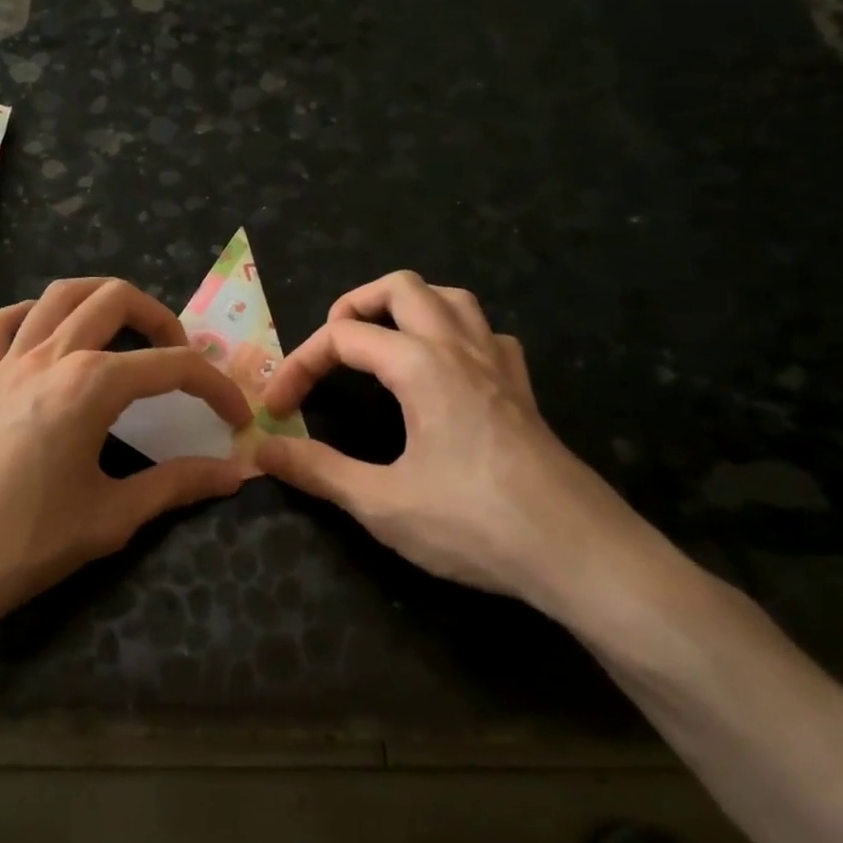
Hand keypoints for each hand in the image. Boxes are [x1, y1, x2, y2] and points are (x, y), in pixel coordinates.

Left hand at [0, 278, 252, 639]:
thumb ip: (178, 485)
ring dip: (101, 300)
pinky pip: (4, 324)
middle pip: (115, 299)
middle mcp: (50, 354)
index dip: (215, 386)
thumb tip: (237, 473)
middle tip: (180, 358)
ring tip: (125, 333)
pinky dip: (34, 316)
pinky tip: (49, 341)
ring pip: (58, 295)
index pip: (172, 366)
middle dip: (161, 318)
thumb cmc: (23, 542)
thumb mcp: (111, 517)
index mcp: (91, 383)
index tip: (236, 417)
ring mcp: (6, 361)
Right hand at [255, 271, 644, 610]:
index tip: (277, 407)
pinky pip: (486, 333)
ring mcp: (498, 363)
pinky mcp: (523, 388)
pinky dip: (454, 333)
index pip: (342, 337)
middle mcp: (459, 348)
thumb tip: (262, 449)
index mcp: (421, 365)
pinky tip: (446, 370)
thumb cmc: (475, 525)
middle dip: (354, 305)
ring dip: (407, 307)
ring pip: (450, 297)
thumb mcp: (382, 503)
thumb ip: (317, 471)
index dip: (300, 364)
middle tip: (331, 348)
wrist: (581, 554)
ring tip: (382, 342)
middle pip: (401, 287)